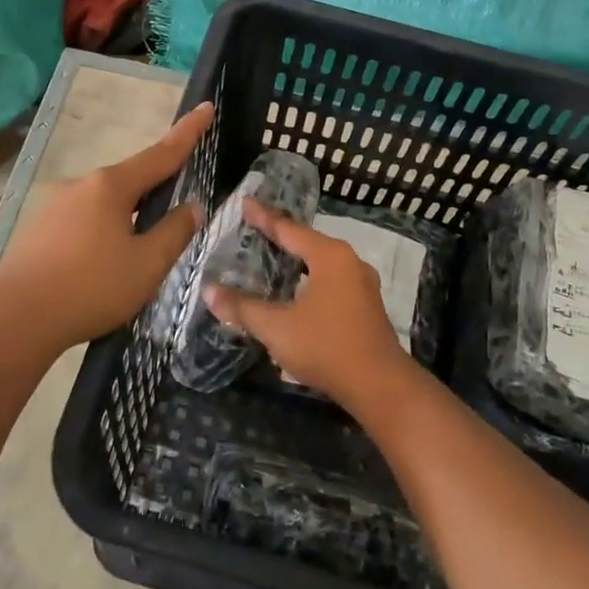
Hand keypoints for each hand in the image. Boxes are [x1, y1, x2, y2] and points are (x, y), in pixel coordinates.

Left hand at [0, 103, 212, 352]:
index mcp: (111, 186)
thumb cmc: (90, 288)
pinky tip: (103, 265)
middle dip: (156, 189)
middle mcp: (81, 185)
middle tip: (177, 209)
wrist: (14, 319)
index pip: (161, 153)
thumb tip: (192, 207)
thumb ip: (175, 232)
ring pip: (106, 204)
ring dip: (127, 218)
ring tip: (138, 254)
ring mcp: (55, 206)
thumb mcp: (147, 264)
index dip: (188, 132)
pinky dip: (103, 233)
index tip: (207, 107)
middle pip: (131, 180)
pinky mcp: (39, 230)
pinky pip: (84, 222)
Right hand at [204, 200, 413, 408]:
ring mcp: (362, 285)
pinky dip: (310, 279)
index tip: (245, 203)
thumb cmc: (326, 347)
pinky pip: (332, 282)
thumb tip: (209, 291)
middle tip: (255, 230)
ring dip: (298, 261)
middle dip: (281, 237)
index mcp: (330, 257)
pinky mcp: (366, 307)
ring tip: (274, 259)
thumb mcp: (277, 328)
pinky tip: (298, 292)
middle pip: (308, 242)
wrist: (379, 385)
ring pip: (322, 264)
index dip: (264, 217)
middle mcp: (350, 262)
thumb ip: (242, 308)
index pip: (289, 229)